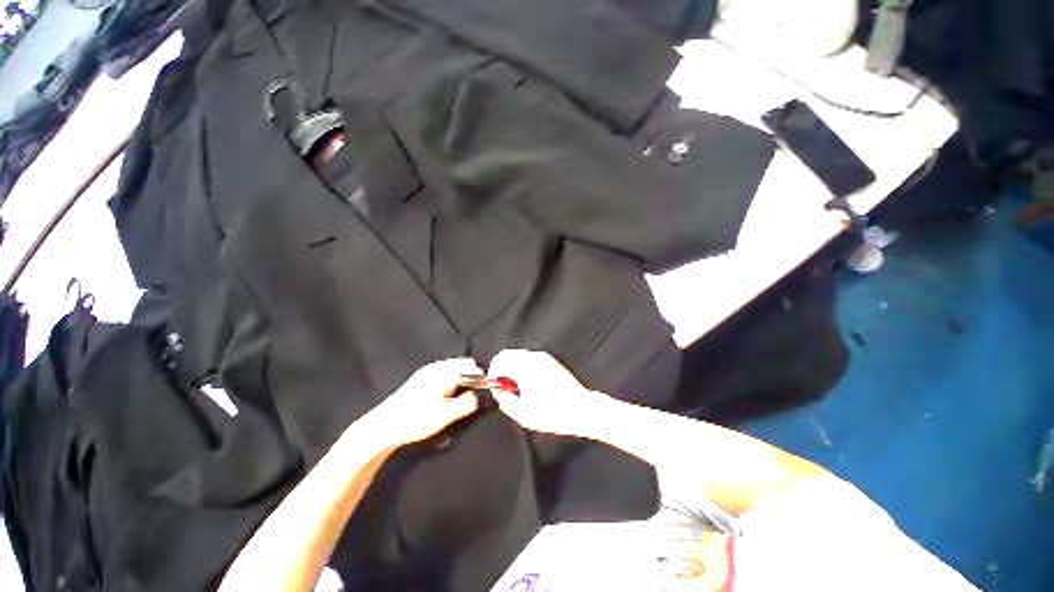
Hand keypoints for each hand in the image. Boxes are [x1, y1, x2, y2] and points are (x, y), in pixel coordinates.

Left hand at [369, 358, 481, 446]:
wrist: (383, 427)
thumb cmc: (416, 420)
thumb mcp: (446, 415)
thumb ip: (467, 403)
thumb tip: (478, 395)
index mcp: (444, 372)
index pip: (471, 367)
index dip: (481, 378)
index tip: (485, 391)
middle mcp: (436, 366)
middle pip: (463, 365)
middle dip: (472, 378)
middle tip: (472, 397)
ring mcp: (427, 371)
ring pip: (454, 369)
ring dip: (461, 380)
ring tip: (460, 398)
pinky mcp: (421, 378)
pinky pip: (445, 373)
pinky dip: (452, 381)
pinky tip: (447, 397)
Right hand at [487, 350, 612, 437]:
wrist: (581, 408)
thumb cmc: (552, 413)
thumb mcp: (523, 414)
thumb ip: (505, 401)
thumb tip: (499, 391)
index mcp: (524, 367)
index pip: (500, 359)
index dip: (493, 372)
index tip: (495, 386)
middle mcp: (533, 357)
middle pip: (508, 354)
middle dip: (502, 369)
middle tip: (505, 388)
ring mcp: (543, 357)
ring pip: (519, 355)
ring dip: (513, 367)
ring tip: (518, 387)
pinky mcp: (551, 360)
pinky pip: (530, 358)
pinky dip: (524, 366)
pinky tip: (530, 383)